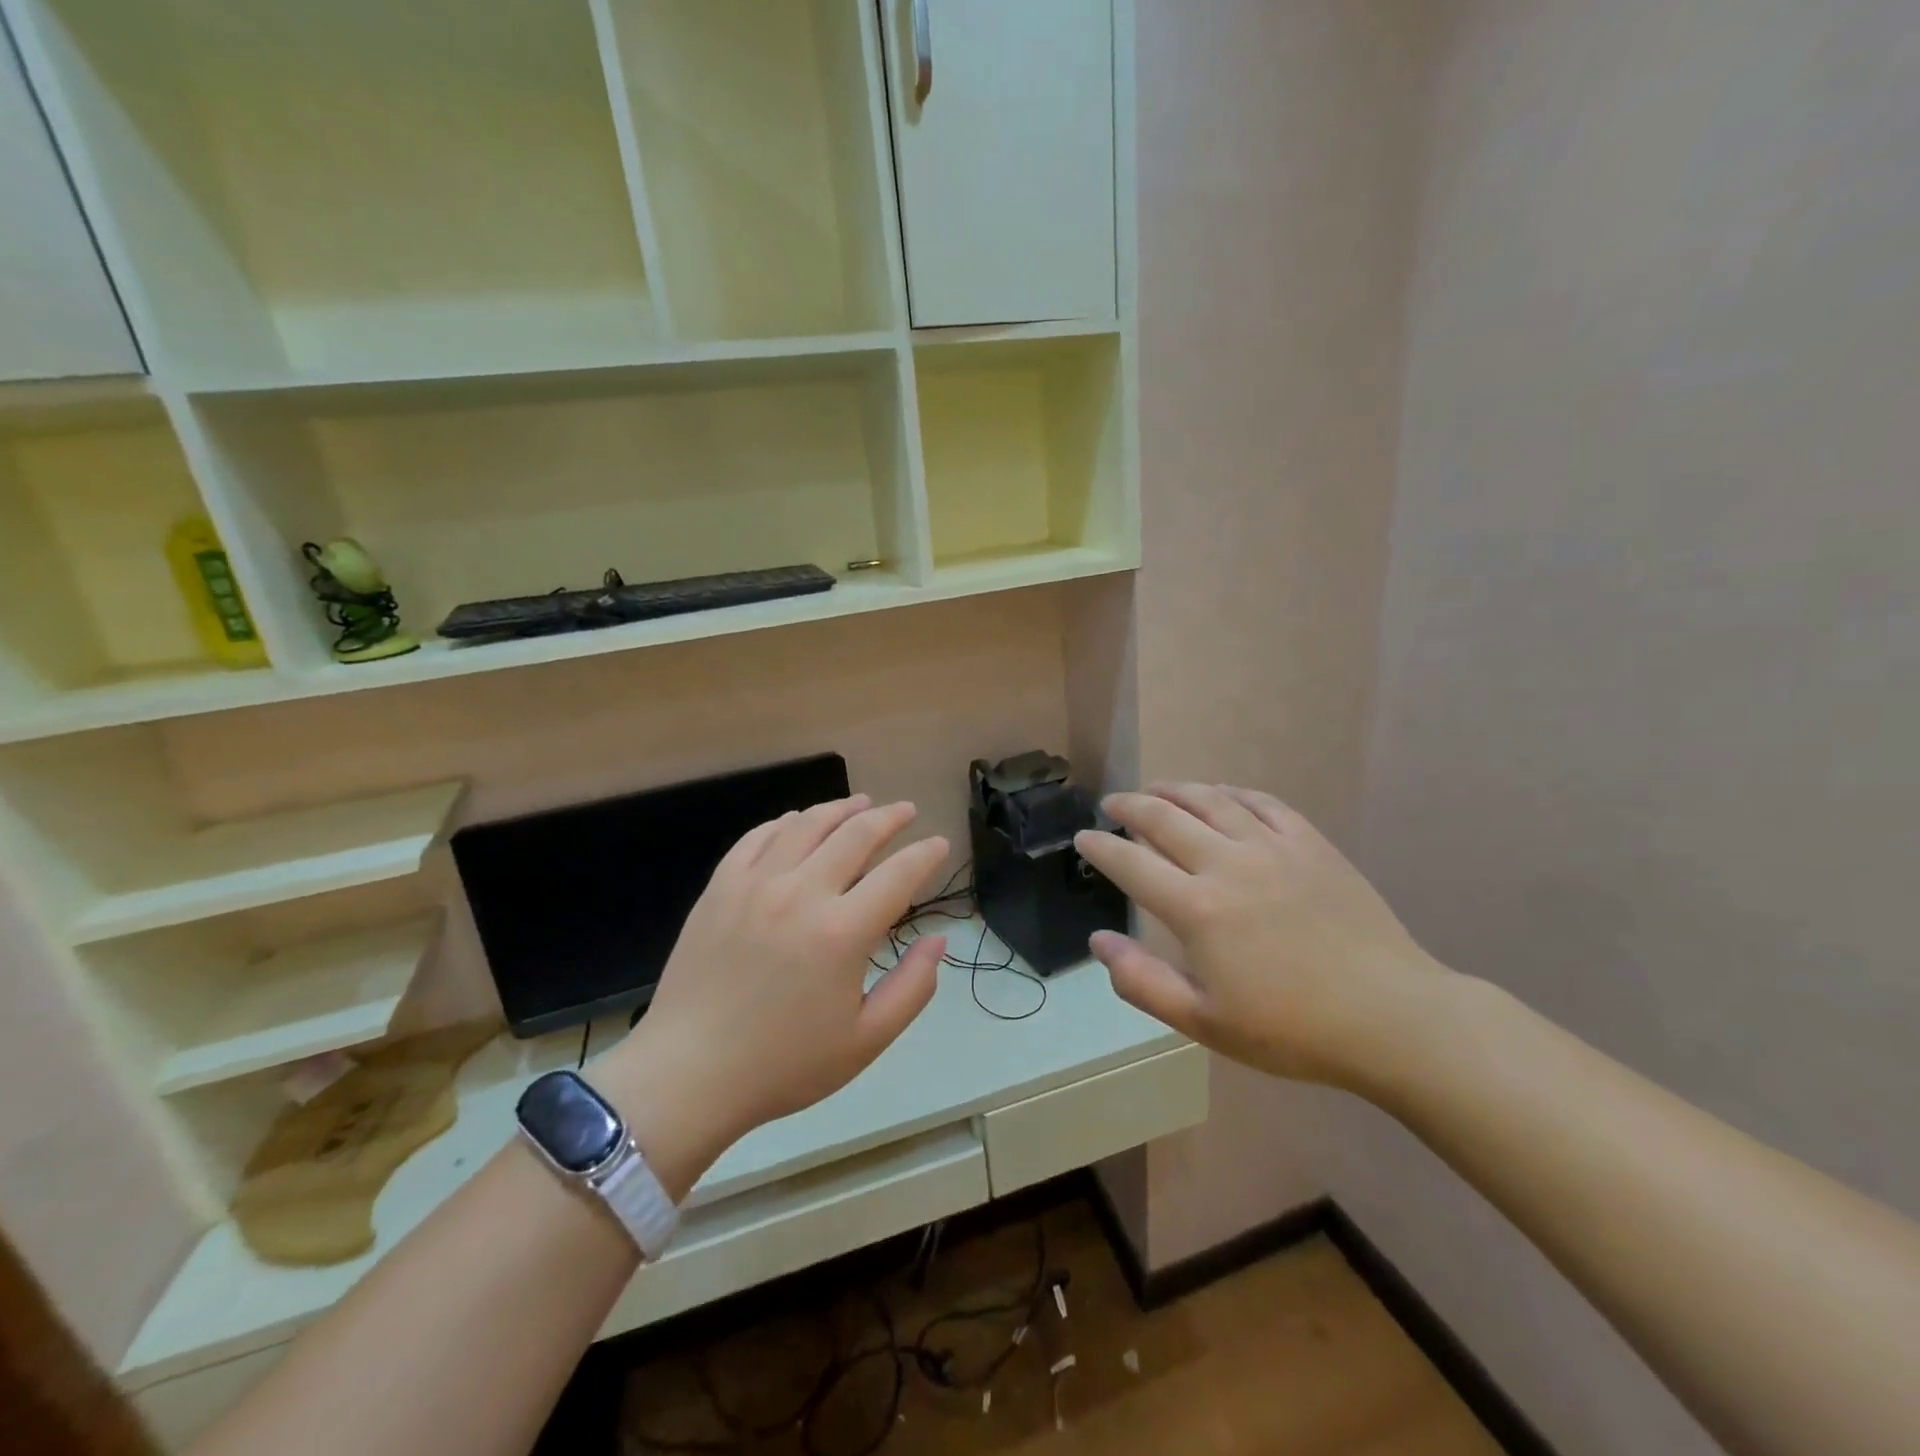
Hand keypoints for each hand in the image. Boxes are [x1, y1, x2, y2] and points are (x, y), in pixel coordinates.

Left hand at [595, 796, 947, 1196]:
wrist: (689, 1073)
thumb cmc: (784, 1064)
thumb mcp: (865, 1041)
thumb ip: (912, 987)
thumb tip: (937, 940)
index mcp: (842, 932)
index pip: (899, 874)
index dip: (925, 854)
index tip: (939, 844)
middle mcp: (801, 893)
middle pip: (856, 834)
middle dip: (889, 817)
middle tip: (906, 810)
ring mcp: (755, 884)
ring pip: (806, 824)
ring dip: (841, 808)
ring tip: (861, 804)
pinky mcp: (720, 887)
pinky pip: (758, 837)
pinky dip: (786, 822)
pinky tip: (798, 821)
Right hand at [1074, 783, 1450, 1089]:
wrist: (1391, 1017)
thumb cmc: (1292, 1029)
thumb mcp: (1204, 1023)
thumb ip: (1142, 982)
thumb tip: (1099, 940)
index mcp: (1197, 909)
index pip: (1131, 863)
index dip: (1101, 847)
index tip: (1084, 837)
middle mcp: (1228, 864)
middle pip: (1164, 819)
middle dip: (1130, 807)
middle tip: (1112, 804)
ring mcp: (1272, 847)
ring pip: (1210, 800)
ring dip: (1174, 790)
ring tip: (1155, 789)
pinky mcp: (1310, 843)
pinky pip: (1262, 803)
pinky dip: (1231, 792)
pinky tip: (1220, 794)